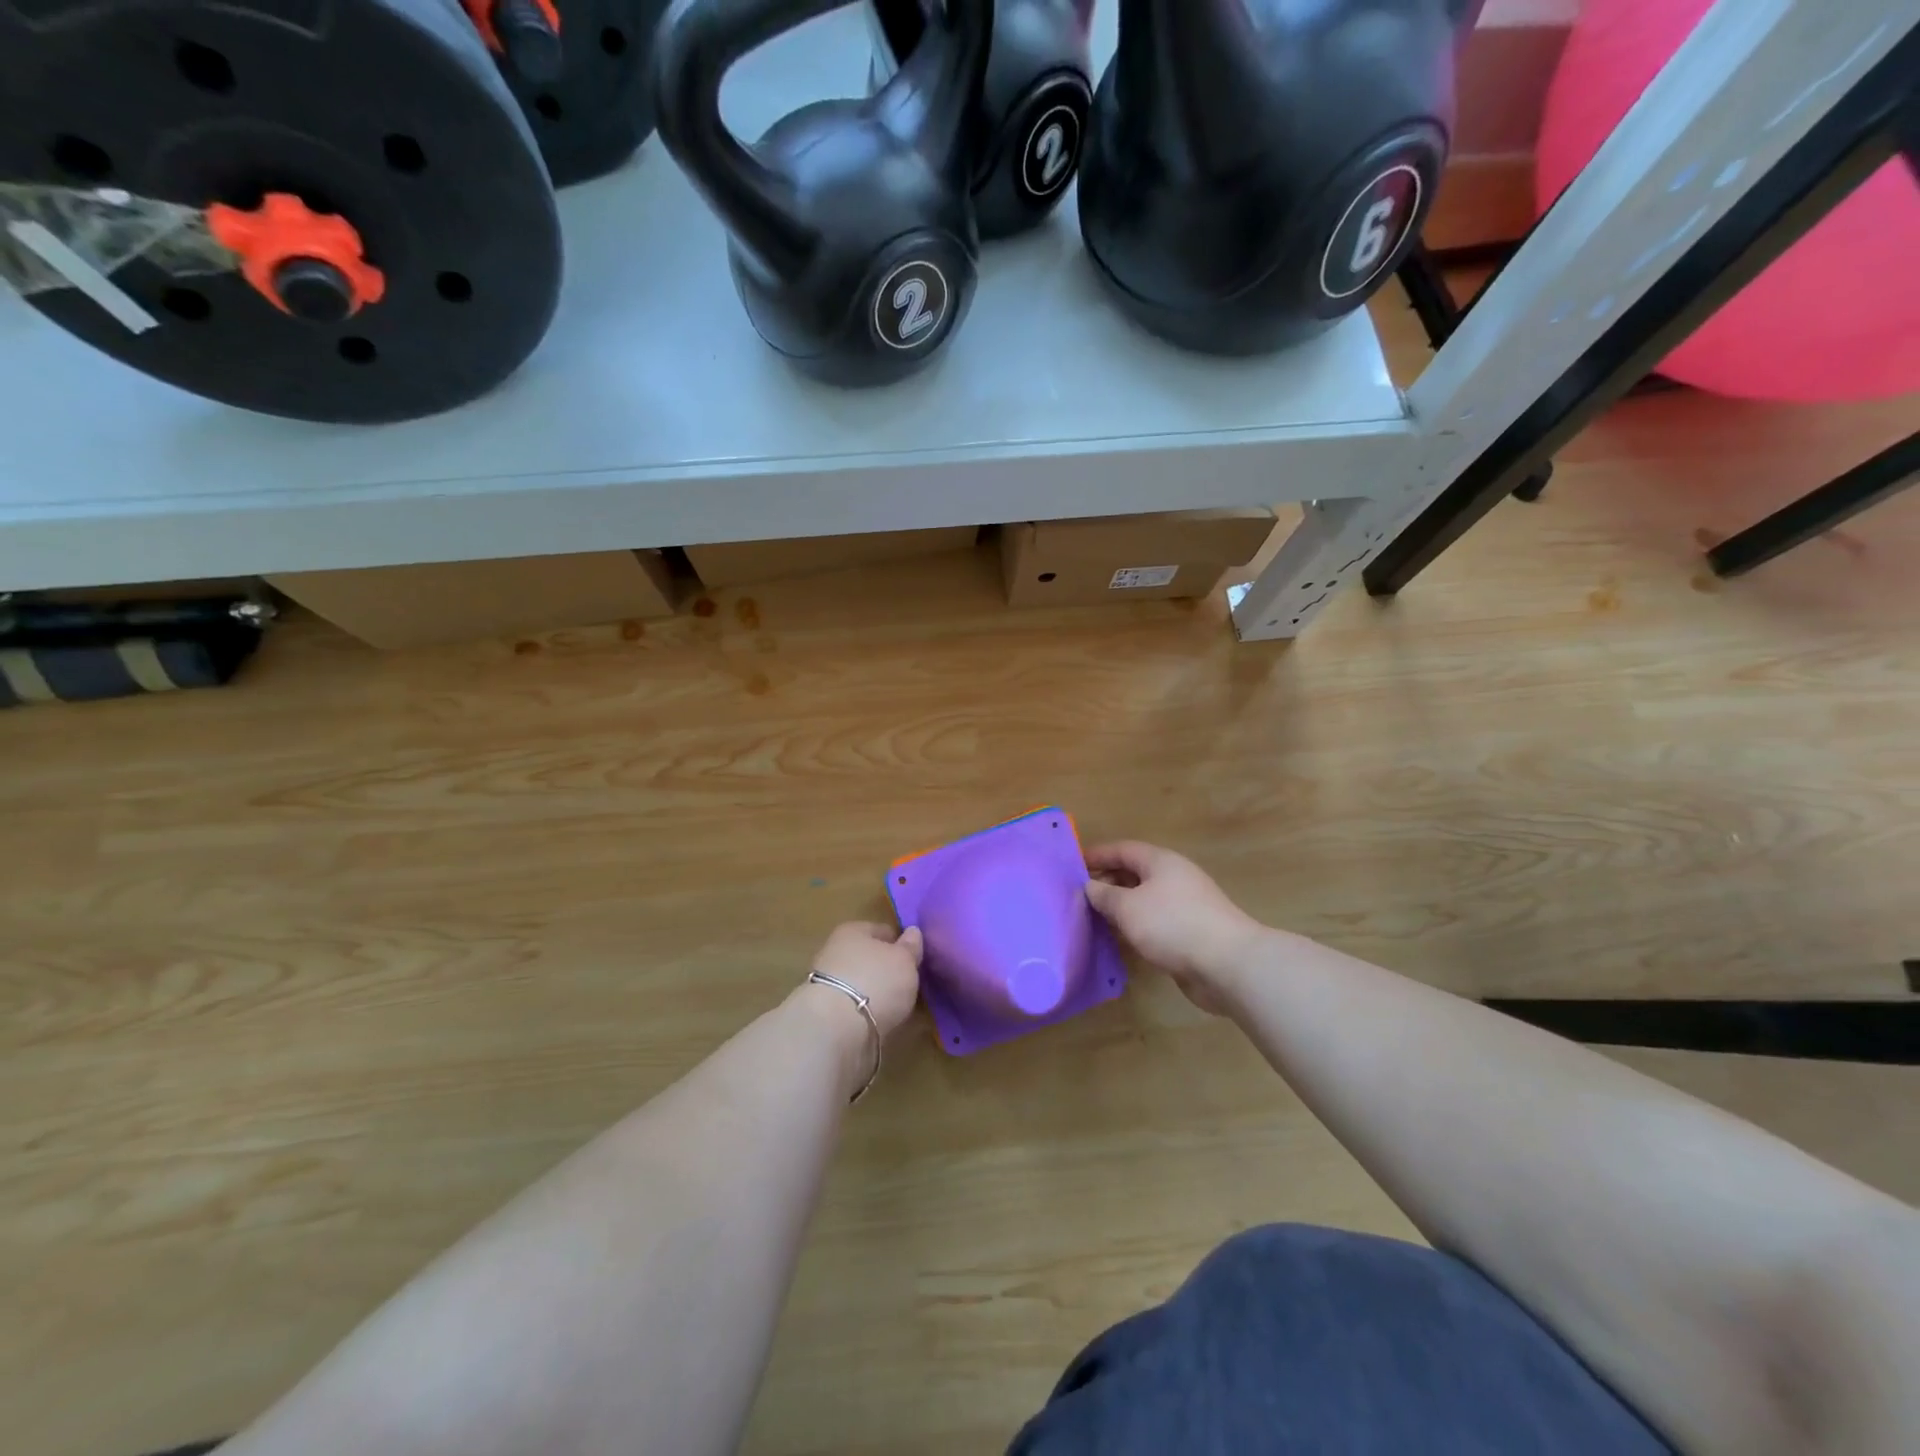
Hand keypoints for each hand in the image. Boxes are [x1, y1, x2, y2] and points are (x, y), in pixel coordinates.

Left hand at [806, 921, 922, 1038]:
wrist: (835, 1029)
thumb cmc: (876, 981)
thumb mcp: (904, 960)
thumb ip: (910, 947)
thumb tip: (912, 932)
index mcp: (853, 930)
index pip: (882, 930)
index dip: (900, 943)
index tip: (915, 958)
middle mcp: (835, 951)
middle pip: (868, 957)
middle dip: (886, 968)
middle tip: (908, 982)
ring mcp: (827, 984)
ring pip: (860, 982)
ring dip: (875, 991)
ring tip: (897, 1005)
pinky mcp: (825, 1013)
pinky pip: (853, 1006)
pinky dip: (866, 1011)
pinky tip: (880, 1020)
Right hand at [1084, 842, 1262, 1012]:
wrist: (1227, 964)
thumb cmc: (1172, 925)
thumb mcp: (1128, 907)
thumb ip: (1104, 895)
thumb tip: (1089, 887)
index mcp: (1161, 862)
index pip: (1123, 850)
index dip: (1097, 855)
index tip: (1072, 864)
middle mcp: (1174, 878)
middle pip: (1134, 873)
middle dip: (1107, 882)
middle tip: (1079, 896)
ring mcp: (1184, 906)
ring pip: (1144, 900)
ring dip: (1120, 907)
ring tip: (1092, 918)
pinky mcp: (1190, 933)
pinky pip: (1154, 922)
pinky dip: (1135, 927)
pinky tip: (1119, 940)